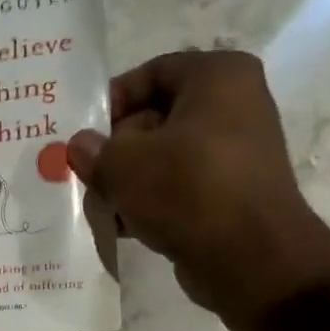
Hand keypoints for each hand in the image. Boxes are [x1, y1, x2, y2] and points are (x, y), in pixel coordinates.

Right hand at [66, 49, 329, 320]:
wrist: (249, 258)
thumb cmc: (186, 190)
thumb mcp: (123, 165)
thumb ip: (94, 151)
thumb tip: (80, 146)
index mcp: (218, 76)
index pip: (152, 73)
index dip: (111, 101)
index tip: (84, 135)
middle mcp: (235, 104)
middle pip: (156, 118)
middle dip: (116, 149)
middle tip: (86, 175)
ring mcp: (237, 151)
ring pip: (165, 156)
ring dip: (129, 180)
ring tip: (101, 205)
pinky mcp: (232, 192)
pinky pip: (182, 186)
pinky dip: (153, 201)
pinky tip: (125, 225)